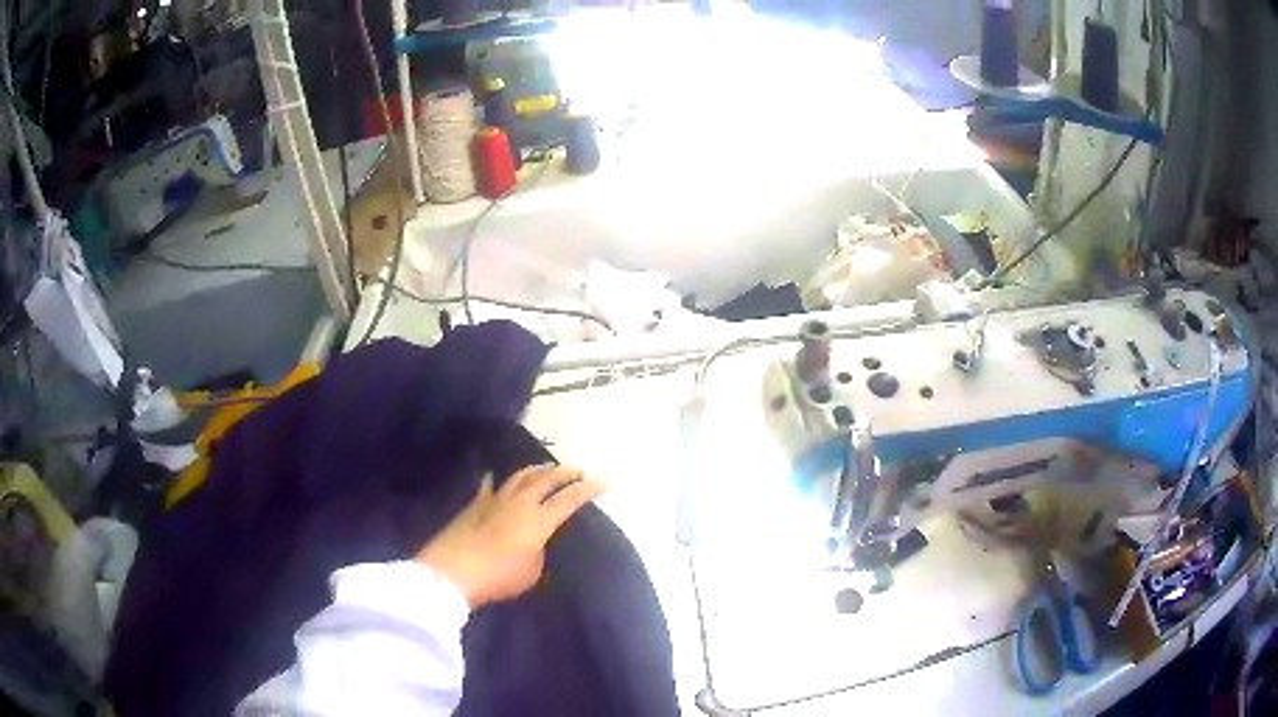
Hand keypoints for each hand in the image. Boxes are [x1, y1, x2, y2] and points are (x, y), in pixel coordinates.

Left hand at [416, 465, 605, 607]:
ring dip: (537, 470)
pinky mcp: (475, 504)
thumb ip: (538, 552)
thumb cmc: (498, 577)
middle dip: (566, 472)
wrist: (453, 571)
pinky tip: (495, 476)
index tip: (605, 482)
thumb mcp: (531, 572)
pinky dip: (497, 480)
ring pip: (520, 476)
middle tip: (578, 470)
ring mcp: (495, 499)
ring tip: (546, 468)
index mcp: (539, 520)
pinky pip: (490, 486)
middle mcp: (520, 503)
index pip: (570, 499)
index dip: (589, 489)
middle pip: (547, 478)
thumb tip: (534, 543)